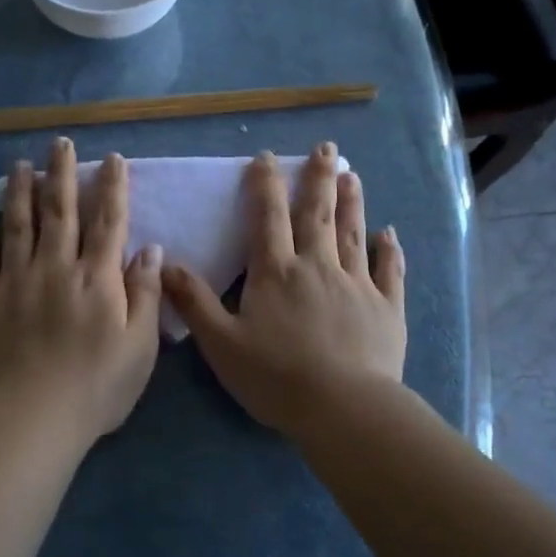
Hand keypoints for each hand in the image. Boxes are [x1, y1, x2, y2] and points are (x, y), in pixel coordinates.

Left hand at [0, 137, 163, 444]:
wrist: (32, 418)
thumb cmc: (97, 388)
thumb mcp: (140, 347)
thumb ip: (146, 295)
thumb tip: (151, 250)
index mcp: (97, 279)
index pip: (108, 222)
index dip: (112, 188)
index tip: (113, 159)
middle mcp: (56, 268)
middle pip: (61, 212)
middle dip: (62, 174)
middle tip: (60, 143)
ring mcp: (16, 282)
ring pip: (19, 226)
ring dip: (21, 192)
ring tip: (21, 164)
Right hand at [162, 143, 404, 437]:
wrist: (343, 408)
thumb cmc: (276, 377)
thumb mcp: (221, 343)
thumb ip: (194, 302)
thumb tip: (165, 264)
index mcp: (276, 273)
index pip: (267, 219)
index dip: (265, 185)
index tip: (267, 156)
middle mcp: (318, 267)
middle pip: (317, 215)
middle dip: (318, 179)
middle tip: (326, 148)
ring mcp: (357, 285)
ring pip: (353, 234)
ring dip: (352, 202)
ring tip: (352, 175)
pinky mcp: (386, 308)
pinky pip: (389, 271)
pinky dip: (390, 251)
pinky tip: (390, 233)